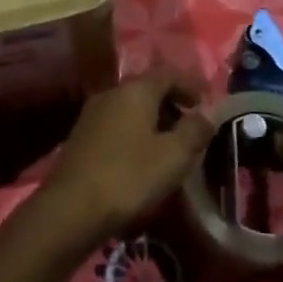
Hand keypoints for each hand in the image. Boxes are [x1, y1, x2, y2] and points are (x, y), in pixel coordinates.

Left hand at [30, 71, 207, 254]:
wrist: (70, 209)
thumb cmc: (129, 177)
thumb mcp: (173, 156)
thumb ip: (195, 130)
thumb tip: (212, 110)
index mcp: (136, 90)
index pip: (169, 73)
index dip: (191, 85)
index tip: (206, 107)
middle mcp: (111, 93)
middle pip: (148, 89)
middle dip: (172, 106)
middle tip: (191, 132)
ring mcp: (92, 114)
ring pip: (131, 109)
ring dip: (153, 123)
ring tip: (169, 151)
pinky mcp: (81, 137)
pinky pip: (116, 126)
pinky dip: (134, 136)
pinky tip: (140, 162)